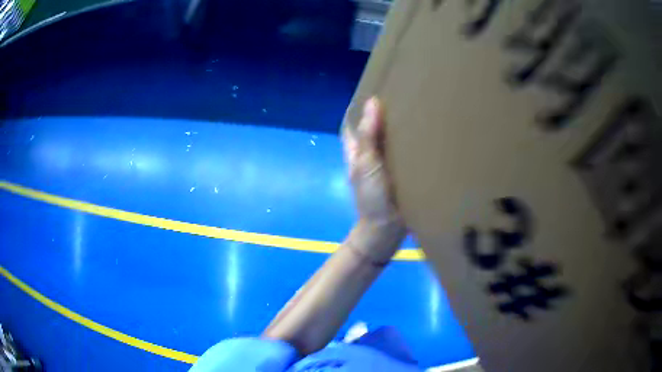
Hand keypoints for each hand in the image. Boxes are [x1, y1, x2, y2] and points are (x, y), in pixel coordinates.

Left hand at [343, 97, 406, 264]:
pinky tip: (427, 132)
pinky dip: (412, 142)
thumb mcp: (366, 165)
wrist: (387, 230)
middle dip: (385, 112)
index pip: (353, 122)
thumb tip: (372, 102)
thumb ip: (368, 136)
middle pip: (374, 127)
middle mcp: (370, 153)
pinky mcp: (402, 172)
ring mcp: (386, 163)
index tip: (376, 88)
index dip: (360, 107)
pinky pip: (405, 152)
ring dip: (401, 126)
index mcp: (356, 150)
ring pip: (391, 138)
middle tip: (404, 94)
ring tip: (419, 106)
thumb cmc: (372, 198)